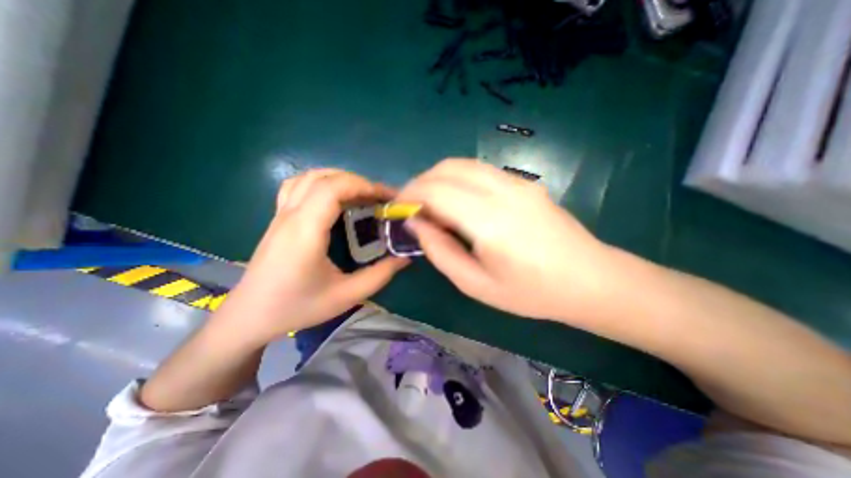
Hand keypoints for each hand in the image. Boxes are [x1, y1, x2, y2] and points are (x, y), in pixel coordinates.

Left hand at [220, 170, 410, 345]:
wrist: (250, 317)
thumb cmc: (298, 308)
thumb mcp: (346, 296)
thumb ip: (380, 275)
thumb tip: (405, 257)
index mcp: (305, 231)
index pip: (333, 189)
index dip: (364, 186)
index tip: (386, 197)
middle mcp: (290, 216)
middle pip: (323, 178)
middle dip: (357, 182)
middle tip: (379, 198)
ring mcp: (280, 215)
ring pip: (308, 177)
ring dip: (339, 179)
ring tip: (360, 194)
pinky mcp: (278, 219)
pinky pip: (297, 186)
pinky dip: (320, 183)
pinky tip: (333, 198)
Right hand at [399, 159, 619, 321]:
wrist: (589, 280)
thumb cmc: (530, 292)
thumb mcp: (475, 284)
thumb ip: (440, 251)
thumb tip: (416, 223)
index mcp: (489, 221)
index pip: (436, 191)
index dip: (410, 194)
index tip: (397, 207)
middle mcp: (503, 192)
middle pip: (447, 169)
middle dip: (420, 182)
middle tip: (411, 205)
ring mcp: (517, 182)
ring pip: (463, 164)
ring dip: (438, 177)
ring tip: (430, 202)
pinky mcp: (525, 183)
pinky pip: (480, 170)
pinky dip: (458, 178)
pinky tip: (457, 200)